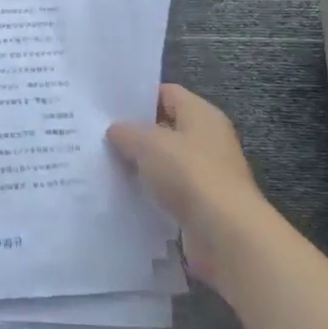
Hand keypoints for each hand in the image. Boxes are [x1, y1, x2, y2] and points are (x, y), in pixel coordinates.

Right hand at [107, 84, 267, 290]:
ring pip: (167, 162)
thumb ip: (126, 132)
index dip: (139, 97)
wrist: (225, 235)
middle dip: (137, 133)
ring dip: (143, 166)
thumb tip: (116, 130)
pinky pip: (171, 191)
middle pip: (166, 128)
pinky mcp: (203, 206)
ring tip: (107, 164)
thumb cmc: (189, 174)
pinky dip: (152, 193)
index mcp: (202, 115)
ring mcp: (208, 175)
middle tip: (101, 135)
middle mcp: (209, 140)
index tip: (109, 106)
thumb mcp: (147, 144)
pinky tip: (126, 194)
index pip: (167, 93)